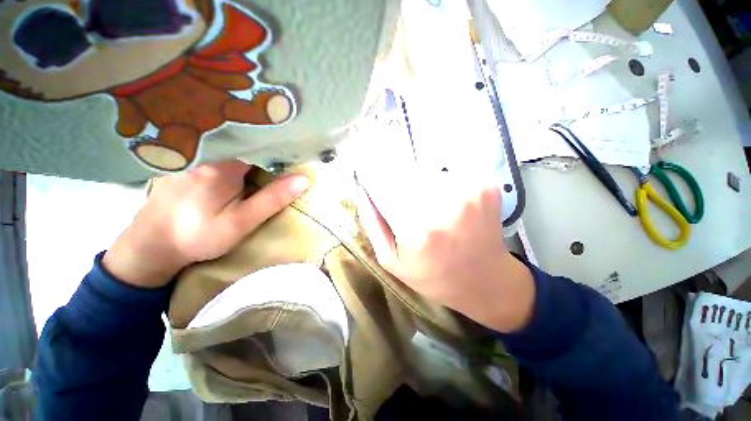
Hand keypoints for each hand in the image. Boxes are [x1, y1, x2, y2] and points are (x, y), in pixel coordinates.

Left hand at [103, 161, 309, 287]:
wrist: (151, 246)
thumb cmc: (199, 236)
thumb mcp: (242, 222)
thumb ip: (273, 199)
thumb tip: (304, 179)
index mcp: (222, 164)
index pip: (261, 145)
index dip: (281, 150)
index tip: (296, 156)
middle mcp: (205, 152)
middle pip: (245, 143)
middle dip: (267, 150)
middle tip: (285, 161)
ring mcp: (192, 155)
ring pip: (230, 147)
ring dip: (251, 152)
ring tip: (268, 160)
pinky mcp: (185, 162)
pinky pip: (217, 151)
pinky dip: (234, 156)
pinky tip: (240, 165)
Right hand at [355, 167, 534, 332]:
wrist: (486, 281)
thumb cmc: (433, 275)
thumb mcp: (392, 260)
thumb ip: (373, 224)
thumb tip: (360, 191)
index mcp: (417, 228)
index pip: (384, 184)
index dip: (376, 181)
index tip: (374, 185)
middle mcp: (444, 205)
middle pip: (406, 174)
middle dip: (399, 185)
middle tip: (409, 209)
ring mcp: (469, 192)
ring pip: (428, 172)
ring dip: (422, 185)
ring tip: (431, 210)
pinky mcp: (485, 187)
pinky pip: (451, 174)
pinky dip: (445, 184)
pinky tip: (450, 206)